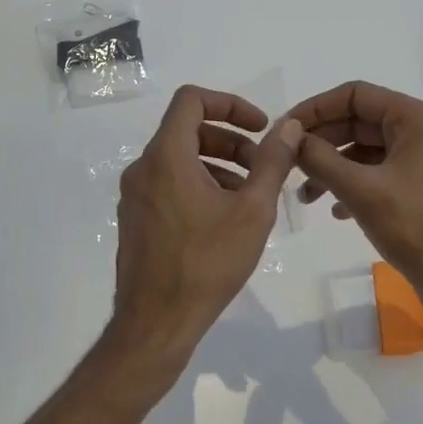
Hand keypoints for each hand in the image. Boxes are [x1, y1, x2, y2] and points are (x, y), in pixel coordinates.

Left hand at [108, 86, 302, 380]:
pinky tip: (224, 219)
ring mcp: (135, 196)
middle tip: (262, 167)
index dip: (230, 104)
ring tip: (249, 195)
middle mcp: (143, 168)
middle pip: (188, 131)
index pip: (192, 100)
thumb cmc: (207, 263)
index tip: (260, 128)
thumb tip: (287, 126)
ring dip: (218, 165)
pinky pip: (169, 185)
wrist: (155, 323)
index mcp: (166, 156)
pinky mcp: (136, 220)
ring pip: (179, 160)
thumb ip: (272, 162)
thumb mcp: (252, 210)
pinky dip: (199, 185)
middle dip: (230, 140)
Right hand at [290, 80, 422, 331]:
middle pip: (358, 121)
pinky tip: (334, 211)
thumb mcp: (361, 190)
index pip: (355, 94)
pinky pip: (374, 174)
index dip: (316, 108)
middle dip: (321, 141)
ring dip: (331, 167)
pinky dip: (350, 186)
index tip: (285, 130)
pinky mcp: (416, 189)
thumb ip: (320, 159)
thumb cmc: (417, 227)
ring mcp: (419, 162)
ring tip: (305, 196)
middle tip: (288, 163)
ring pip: (363, 151)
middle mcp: (419, 132)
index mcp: (415, 119)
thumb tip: (289, 136)